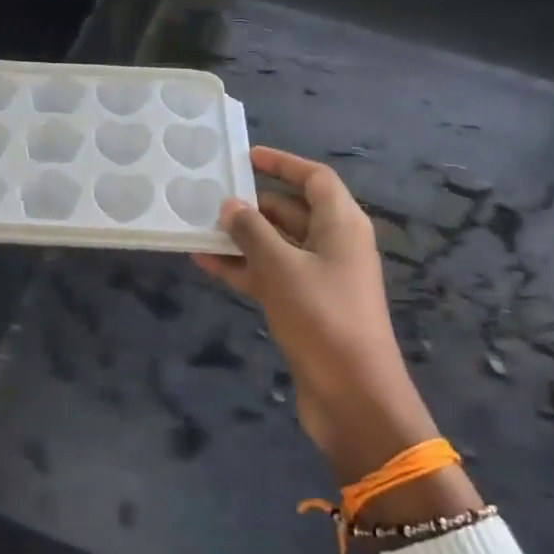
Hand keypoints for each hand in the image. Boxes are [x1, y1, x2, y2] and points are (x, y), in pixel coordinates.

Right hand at [193, 148, 479, 522]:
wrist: (353, 396)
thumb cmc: (322, 318)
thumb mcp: (281, 268)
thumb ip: (252, 232)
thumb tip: (230, 206)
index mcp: (342, 225)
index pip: (314, 179)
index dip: (282, 164)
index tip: (246, 157)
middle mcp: (334, 245)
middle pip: (293, 211)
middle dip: (253, 204)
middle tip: (210, 197)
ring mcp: (320, 278)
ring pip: (277, 246)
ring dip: (242, 238)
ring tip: (199, 229)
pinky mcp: (306, 307)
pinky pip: (271, 276)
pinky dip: (243, 269)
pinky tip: (206, 264)